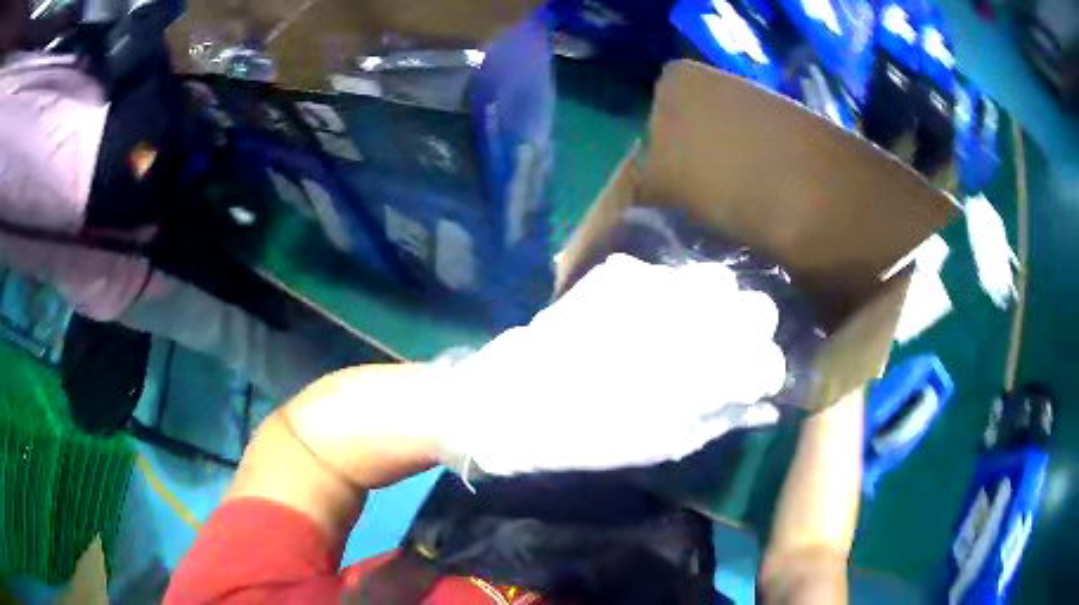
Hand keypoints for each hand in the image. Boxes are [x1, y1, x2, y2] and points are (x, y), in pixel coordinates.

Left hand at [435, 253, 786, 475]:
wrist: (516, 398)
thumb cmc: (592, 436)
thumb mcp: (666, 443)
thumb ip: (725, 418)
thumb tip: (765, 405)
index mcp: (704, 372)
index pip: (769, 360)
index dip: (764, 375)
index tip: (749, 385)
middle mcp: (691, 319)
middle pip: (758, 307)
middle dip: (750, 333)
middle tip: (725, 354)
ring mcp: (656, 286)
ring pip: (719, 280)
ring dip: (717, 308)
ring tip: (689, 332)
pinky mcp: (623, 271)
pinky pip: (671, 275)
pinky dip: (675, 296)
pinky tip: (648, 318)